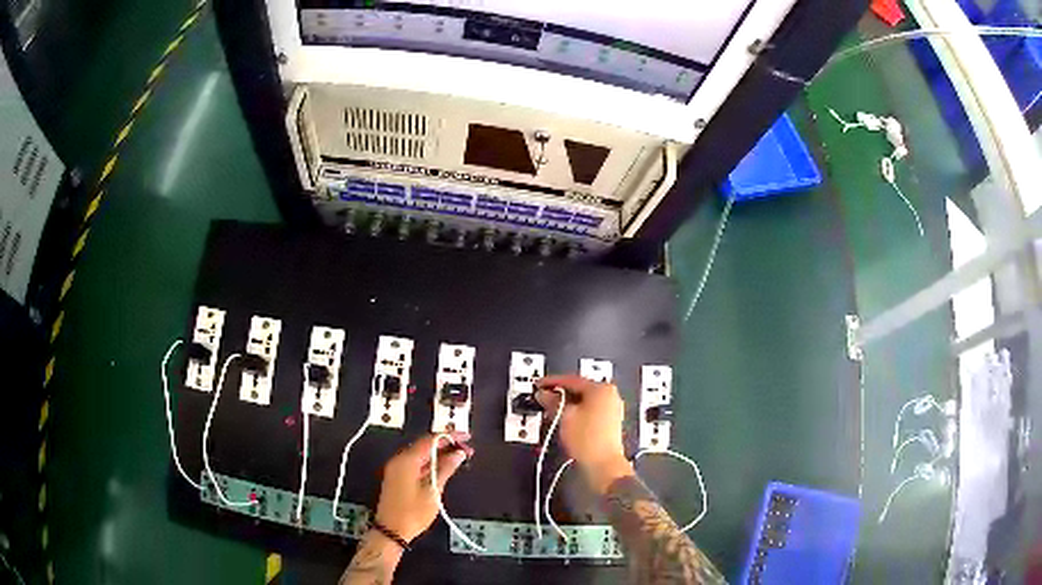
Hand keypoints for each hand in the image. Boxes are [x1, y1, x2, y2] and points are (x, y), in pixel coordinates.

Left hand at [373, 432, 473, 542]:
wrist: (391, 531)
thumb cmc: (413, 513)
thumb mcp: (433, 491)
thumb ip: (445, 469)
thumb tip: (458, 454)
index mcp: (407, 460)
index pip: (431, 440)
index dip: (450, 436)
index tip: (467, 437)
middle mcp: (399, 460)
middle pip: (425, 444)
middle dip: (447, 444)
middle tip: (467, 449)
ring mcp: (397, 468)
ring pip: (421, 454)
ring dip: (440, 453)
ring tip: (460, 457)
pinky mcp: (398, 477)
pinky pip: (416, 462)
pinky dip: (431, 462)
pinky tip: (444, 466)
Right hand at [535, 374, 633, 493]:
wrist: (603, 464)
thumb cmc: (588, 439)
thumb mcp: (565, 416)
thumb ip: (553, 401)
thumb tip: (544, 394)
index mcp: (602, 389)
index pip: (572, 379)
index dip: (552, 382)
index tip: (540, 384)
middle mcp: (610, 396)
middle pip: (580, 389)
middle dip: (560, 394)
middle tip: (543, 397)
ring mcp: (612, 410)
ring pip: (585, 401)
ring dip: (567, 404)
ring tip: (551, 410)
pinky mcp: (610, 423)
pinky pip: (590, 411)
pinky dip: (577, 412)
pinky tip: (565, 419)